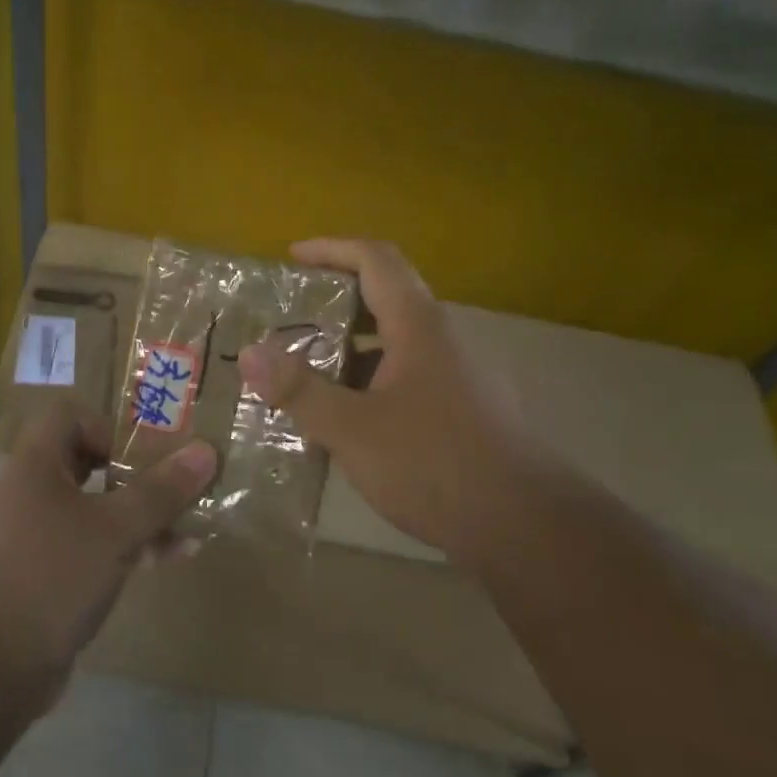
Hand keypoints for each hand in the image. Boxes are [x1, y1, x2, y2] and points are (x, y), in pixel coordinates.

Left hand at [0, 401, 216, 693]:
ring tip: (187, 533)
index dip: (108, 427)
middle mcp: (28, 493)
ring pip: (92, 511)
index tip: (141, 458)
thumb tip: (206, 451)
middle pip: (86, 464)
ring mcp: (31, 538)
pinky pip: (86, 549)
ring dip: (138, 518)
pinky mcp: (39, 578)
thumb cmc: (49, 577)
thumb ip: (160, 492)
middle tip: (177, 491)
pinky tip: (163, 563)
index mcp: (34, 465)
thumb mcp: (114, 531)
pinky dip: (121, 550)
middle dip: (136, 477)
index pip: (69, 416)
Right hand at [238, 238, 530, 560]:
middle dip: (333, 299)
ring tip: (302, 367)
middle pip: (384, 296)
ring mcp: (455, 374)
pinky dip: (366, 379)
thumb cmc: (436, 465)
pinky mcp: (459, 408)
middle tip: (287, 316)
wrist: (527, 527)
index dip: (331, 248)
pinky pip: (403, 375)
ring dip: (347, 345)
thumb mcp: (354, 429)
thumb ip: (299, 390)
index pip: (375, 259)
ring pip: (393, 341)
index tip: (291, 258)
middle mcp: (440, 339)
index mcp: (418, 326)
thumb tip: (249, 352)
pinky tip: (340, 415)